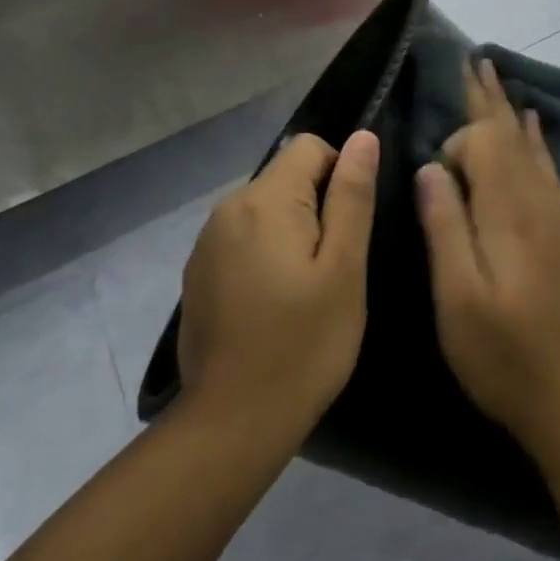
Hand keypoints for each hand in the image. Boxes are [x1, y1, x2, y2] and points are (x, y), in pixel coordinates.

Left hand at [178, 130, 378, 438]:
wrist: (232, 422)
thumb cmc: (304, 344)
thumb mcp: (344, 269)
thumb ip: (352, 196)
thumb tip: (362, 138)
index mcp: (264, 200)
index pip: (310, 147)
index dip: (340, 175)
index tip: (348, 229)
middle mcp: (228, 207)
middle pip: (285, 177)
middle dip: (315, 207)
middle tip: (332, 268)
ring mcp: (207, 241)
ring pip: (265, 209)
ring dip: (290, 232)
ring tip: (305, 289)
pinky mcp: (198, 271)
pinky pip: (242, 238)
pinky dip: (264, 254)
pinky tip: (272, 304)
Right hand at [416, 61, 559, 457]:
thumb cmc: (503, 352)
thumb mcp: (458, 297)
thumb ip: (445, 226)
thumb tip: (430, 165)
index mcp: (508, 210)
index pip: (485, 143)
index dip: (458, 142)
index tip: (436, 174)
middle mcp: (535, 199)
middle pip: (510, 133)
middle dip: (488, 96)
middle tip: (474, 59)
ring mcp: (553, 213)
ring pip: (529, 143)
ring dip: (509, 107)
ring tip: (494, 76)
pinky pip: (545, 164)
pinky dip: (534, 137)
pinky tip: (532, 126)